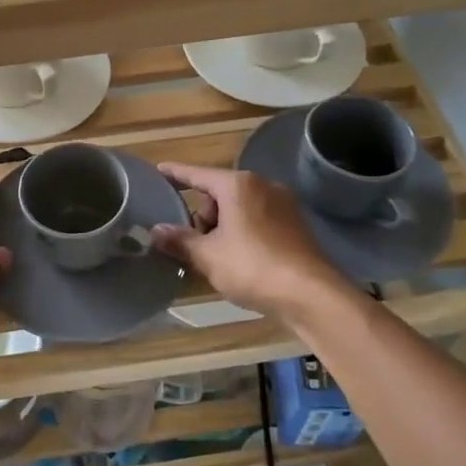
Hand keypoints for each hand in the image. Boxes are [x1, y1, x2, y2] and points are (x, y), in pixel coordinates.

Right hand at [152, 162, 344, 322]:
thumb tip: (155, 231)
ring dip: (223, 228)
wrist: (311, 294)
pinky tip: (240, 260)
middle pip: (219, 194)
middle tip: (196, 246)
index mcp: (238, 186)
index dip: (176, 173)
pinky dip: (242, 233)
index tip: (159, 170)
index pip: (197, 174)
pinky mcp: (295, 225)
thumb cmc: (252, 267)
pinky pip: (257, 220)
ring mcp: (283, 204)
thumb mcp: (208, 256)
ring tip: (217, 258)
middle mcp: (262, 186)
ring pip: (239, 208)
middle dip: (203, 216)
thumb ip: (180, 240)